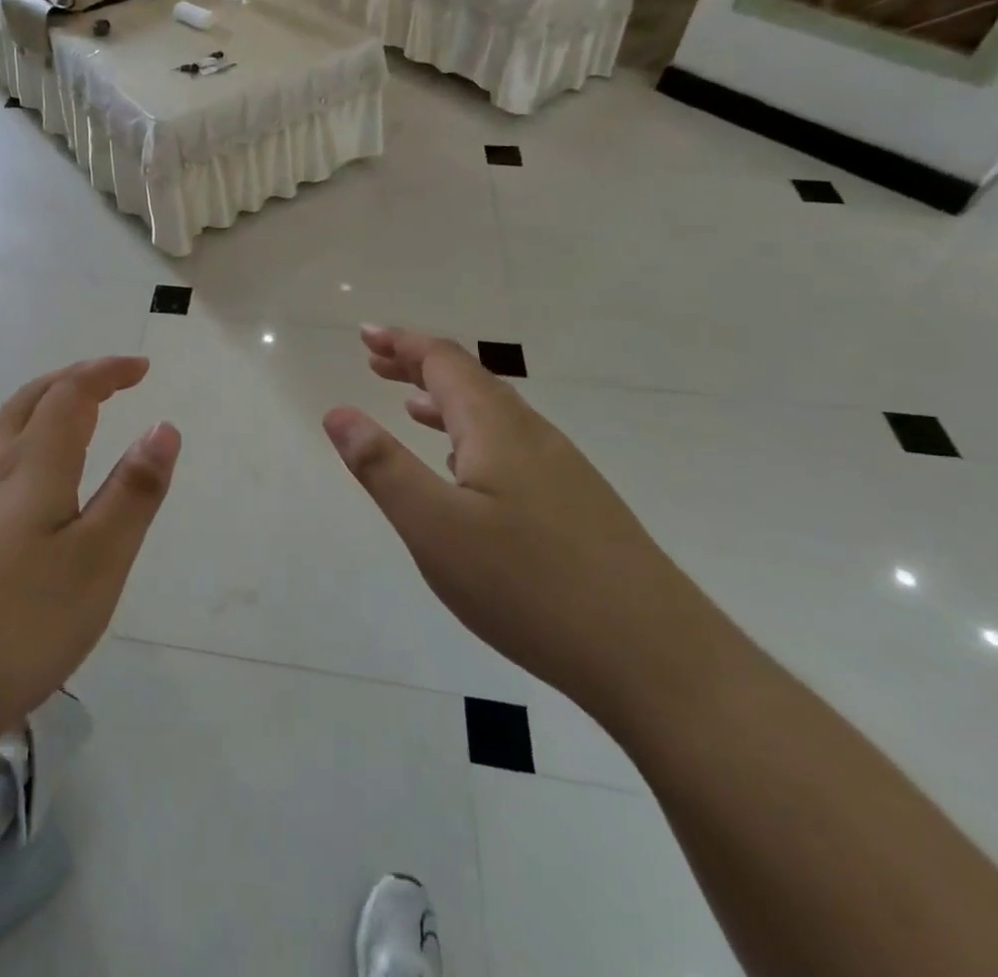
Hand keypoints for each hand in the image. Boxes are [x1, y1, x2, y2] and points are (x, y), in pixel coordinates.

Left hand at [0, 357, 180, 775]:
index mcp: (31, 467)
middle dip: (70, 380)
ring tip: (60, 421)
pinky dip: (10, 448)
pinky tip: (9, 489)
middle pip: (27, 402)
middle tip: (105, 381)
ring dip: (34, 409)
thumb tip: (163, 426)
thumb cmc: (13, 626)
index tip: (140, 367)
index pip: (71, 394)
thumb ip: (131, 493)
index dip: (106, 372)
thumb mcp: (95, 563)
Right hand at [322, 326, 727, 721]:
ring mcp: (562, 471)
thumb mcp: (435, 527)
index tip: (365, 334)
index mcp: (496, 428)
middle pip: (470, 381)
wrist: (659, 661)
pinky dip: (472, 437)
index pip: (444, 362)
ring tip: (409, 407)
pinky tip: (466, 472)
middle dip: (419, 366)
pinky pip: (511, 447)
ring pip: (493, 416)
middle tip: (376, 362)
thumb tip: (338, 411)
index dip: (402, 342)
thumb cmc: (531, 587)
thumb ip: (382, 467)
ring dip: (445, 402)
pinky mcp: (578, 507)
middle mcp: (532, 435)